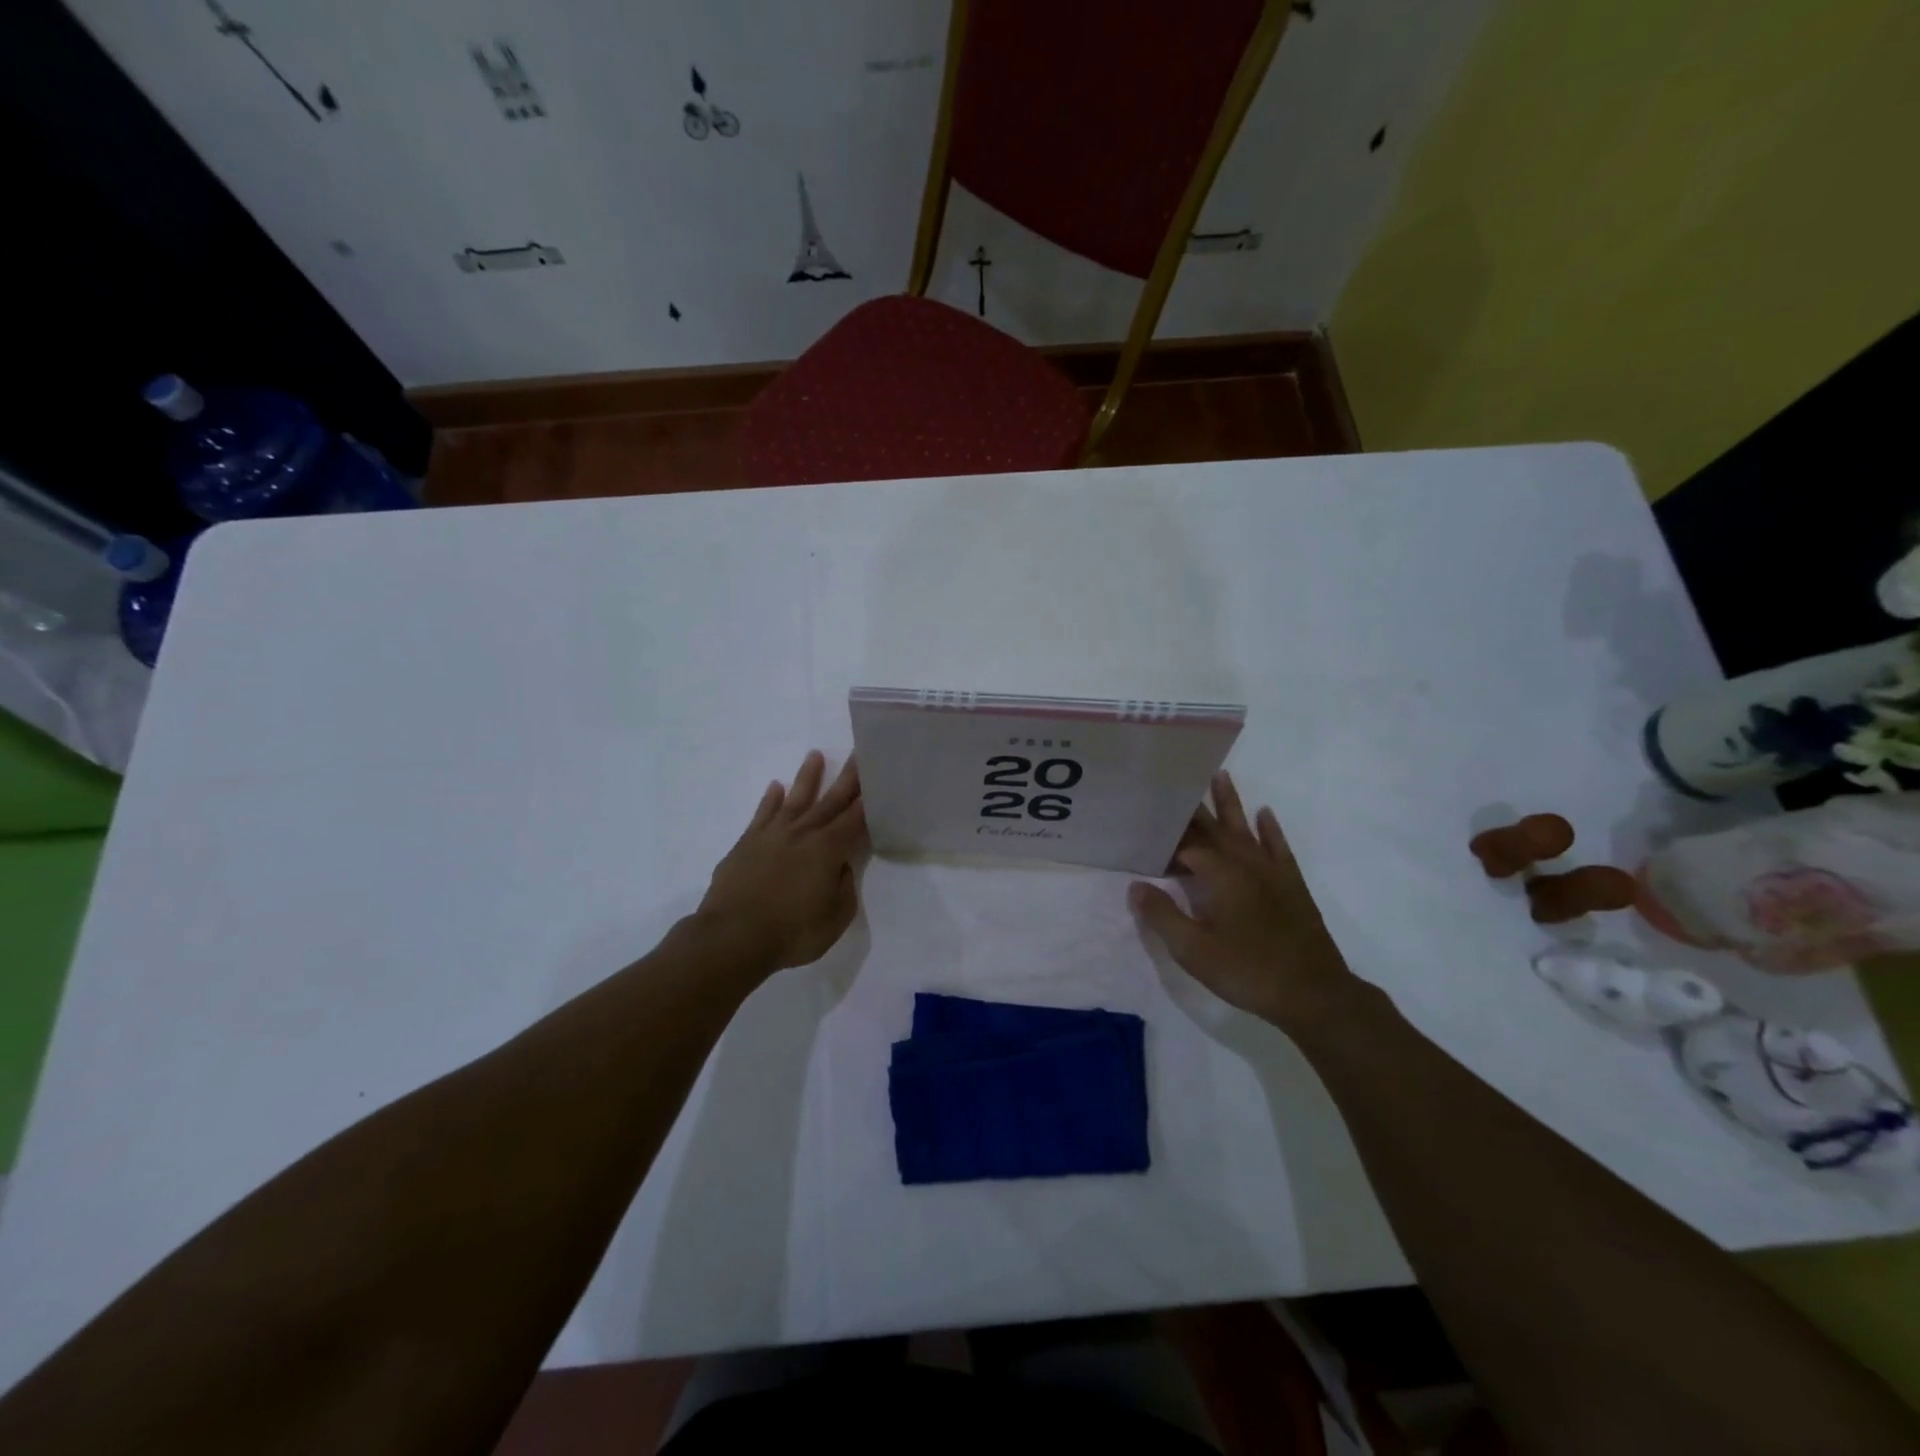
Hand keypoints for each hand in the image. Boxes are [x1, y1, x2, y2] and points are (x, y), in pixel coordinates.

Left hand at [697, 751, 866, 972]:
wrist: (731, 938)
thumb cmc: (791, 933)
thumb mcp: (835, 918)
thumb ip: (843, 887)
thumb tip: (840, 866)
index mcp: (828, 850)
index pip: (856, 819)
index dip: (869, 800)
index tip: (879, 777)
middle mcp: (802, 834)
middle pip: (830, 800)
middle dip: (847, 777)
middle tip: (858, 752)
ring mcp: (772, 836)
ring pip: (795, 800)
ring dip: (807, 778)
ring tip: (815, 755)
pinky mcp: (746, 844)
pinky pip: (762, 815)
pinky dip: (770, 800)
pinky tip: (776, 787)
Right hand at [1129, 772, 1358, 1026]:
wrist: (1314, 993)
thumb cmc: (1247, 970)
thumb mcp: (1193, 950)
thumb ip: (1162, 915)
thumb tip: (1135, 885)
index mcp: (1219, 876)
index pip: (1185, 846)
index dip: (1164, 843)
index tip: (1144, 836)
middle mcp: (1245, 864)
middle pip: (1215, 829)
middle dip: (1194, 808)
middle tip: (1176, 782)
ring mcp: (1272, 872)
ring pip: (1246, 829)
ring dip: (1232, 803)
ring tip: (1220, 776)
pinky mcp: (1292, 886)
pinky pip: (1279, 848)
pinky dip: (1271, 830)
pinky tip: (1265, 815)